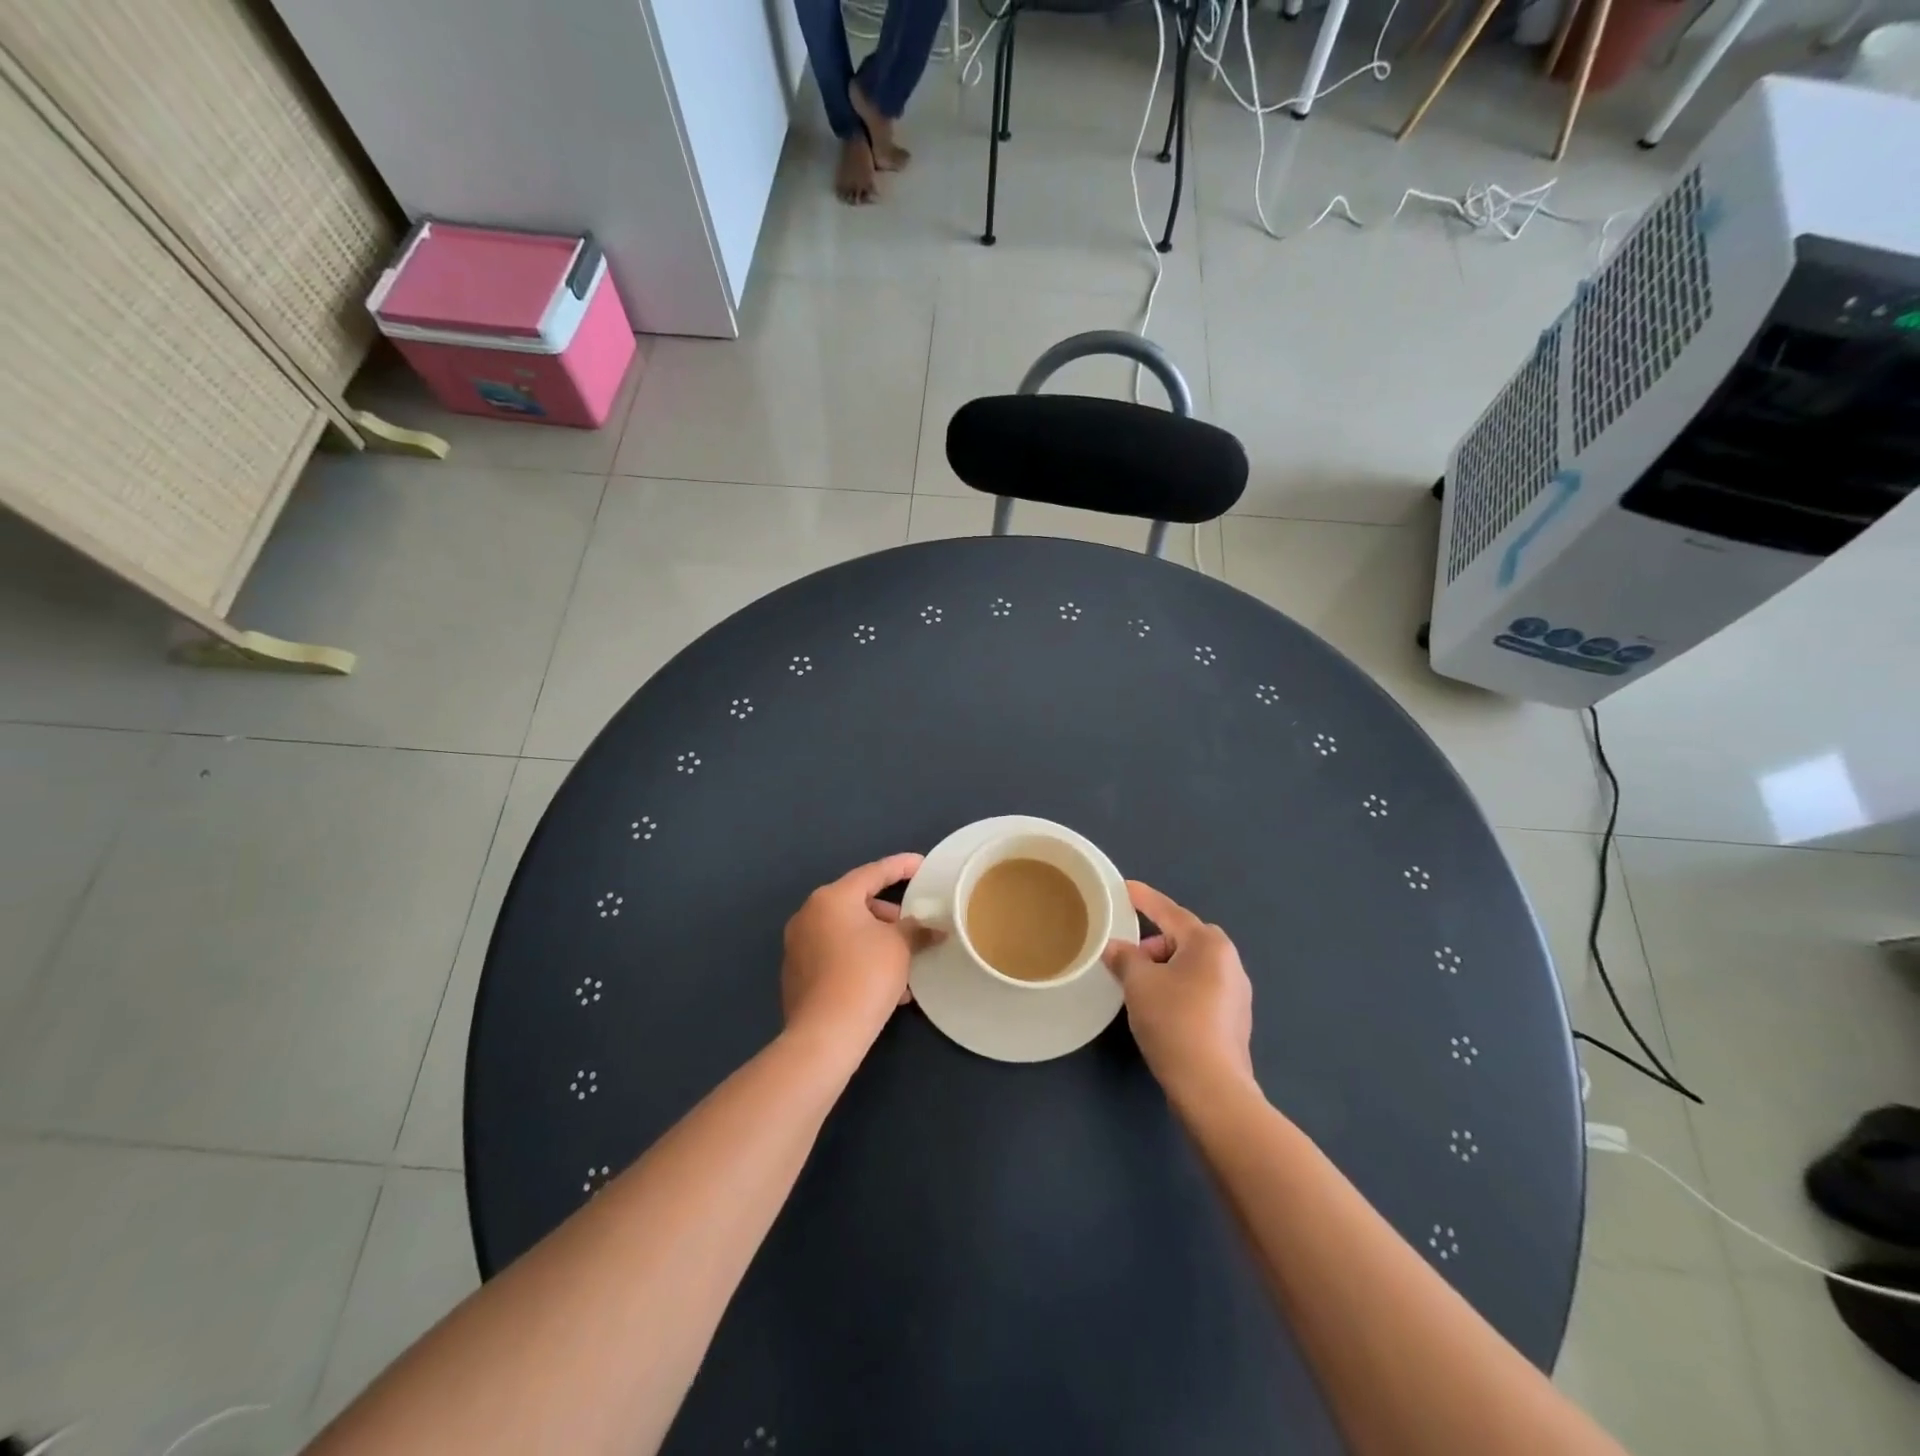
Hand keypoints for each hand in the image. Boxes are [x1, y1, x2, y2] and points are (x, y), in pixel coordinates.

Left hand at [782, 853, 934, 1050]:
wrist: (825, 1035)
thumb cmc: (866, 975)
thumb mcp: (900, 946)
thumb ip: (917, 929)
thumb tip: (933, 929)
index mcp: (832, 898)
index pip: (873, 872)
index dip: (901, 867)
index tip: (922, 864)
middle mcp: (809, 915)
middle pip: (857, 903)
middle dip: (889, 915)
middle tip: (915, 926)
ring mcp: (798, 946)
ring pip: (847, 933)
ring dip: (877, 942)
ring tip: (905, 962)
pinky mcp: (797, 975)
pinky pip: (836, 956)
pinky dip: (860, 960)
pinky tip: (886, 986)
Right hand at [1104, 880, 1254, 1101]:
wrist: (1211, 1087)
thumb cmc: (1174, 1022)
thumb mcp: (1138, 983)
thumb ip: (1124, 957)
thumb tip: (1115, 947)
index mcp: (1209, 944)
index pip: (1169, 912)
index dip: (1144, 899)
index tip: (1125, 888)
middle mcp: (1229, 961)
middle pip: (1184, 939)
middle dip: (1155, 942)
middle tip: (1129, 956)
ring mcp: (1237, 992)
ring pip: (1193, 966)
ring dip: (1166, 968)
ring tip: (1140, 985)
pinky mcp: (1234, 1020)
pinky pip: (1200, 988)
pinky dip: (1178, 988)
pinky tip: (1160, 1008)